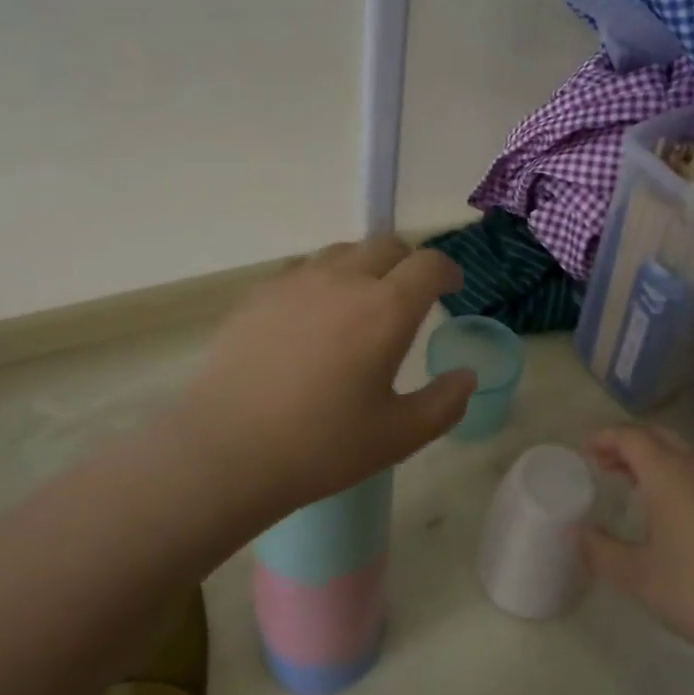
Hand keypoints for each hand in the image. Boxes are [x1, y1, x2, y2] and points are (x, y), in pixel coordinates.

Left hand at [171, 235, 475, 511]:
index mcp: (386, 309)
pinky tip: (313, 317)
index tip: (452, 289)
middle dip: (409, 263)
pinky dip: (323, 280)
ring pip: (344, 252)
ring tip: (361, 303)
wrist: (227, 449)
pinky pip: (304, 269)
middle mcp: (344, 280)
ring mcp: (297, 281)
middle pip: (388, 245)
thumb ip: (445, 403)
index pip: (429, 264)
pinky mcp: (261, 293)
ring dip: (365, 266)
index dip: (447, 271)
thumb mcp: (398, 436)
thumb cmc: (322, 446)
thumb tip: (466, 376)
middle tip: (410, 296)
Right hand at [581, 425, 693, 668]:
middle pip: (656, 436)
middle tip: (602, 465)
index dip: (603, 438)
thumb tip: (577, 532)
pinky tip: (668, 511)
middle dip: (626, 444)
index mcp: (668, 472)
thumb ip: (601, 551)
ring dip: (652, 459)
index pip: (630, 436)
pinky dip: (674, 475)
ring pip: (680, 453)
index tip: (583, 453)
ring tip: (629, 485)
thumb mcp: (639, 578)